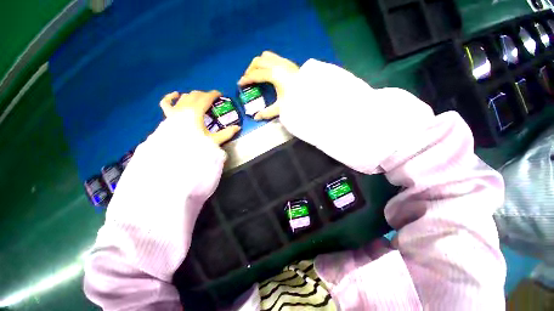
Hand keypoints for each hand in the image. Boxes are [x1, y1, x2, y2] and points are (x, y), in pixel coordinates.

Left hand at [159, 91, 240, 144]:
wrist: (177, 155)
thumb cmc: (196, 146)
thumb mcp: (214, 140)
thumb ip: (227, 133)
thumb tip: (238, 127)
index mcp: (196, 112)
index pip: (206, 98)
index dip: (214, 94)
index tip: (220, 95)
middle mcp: (184, 108)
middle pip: (196, 95)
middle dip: (205, 94)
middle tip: (213, 100)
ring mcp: (174, 111)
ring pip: (184, 97)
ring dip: (193, 96)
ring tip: (200, 99)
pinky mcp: (168, 116)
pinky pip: (166, 103)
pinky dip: (171, 97)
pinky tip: (177, 95)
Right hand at [238, 51, 298, 119]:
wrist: (313, 95)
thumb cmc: (297, 101)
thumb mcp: (281, 108)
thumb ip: (267, 113)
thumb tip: (256, 117)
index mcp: (275, 75)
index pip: (256, 74)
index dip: (246, 79)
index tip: (240, 84)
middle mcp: (279, 65)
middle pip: (258, 61)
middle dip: (250, 69)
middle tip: (247, 79)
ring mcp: (285, 62)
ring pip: (266, 56)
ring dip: (258, 63)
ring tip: (256, 73)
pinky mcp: (290, 63)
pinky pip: (274, 57)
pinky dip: (267, 62)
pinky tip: (268, 71)